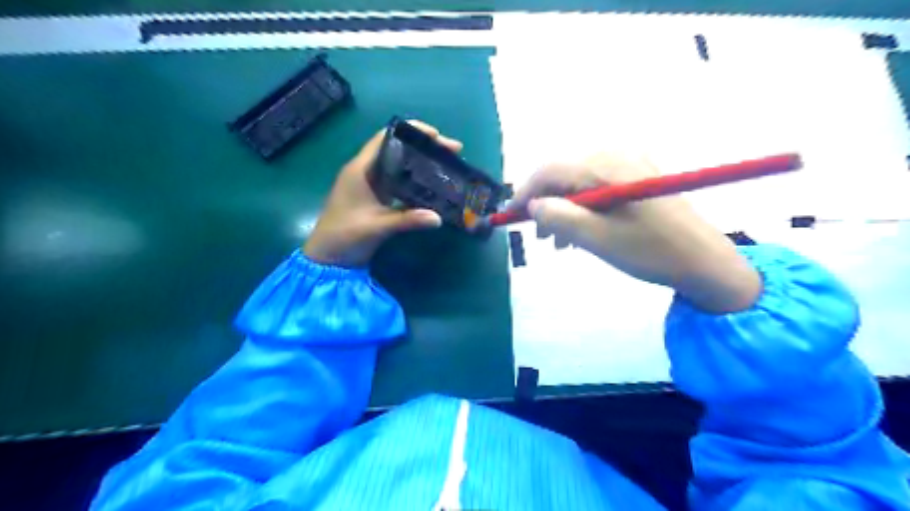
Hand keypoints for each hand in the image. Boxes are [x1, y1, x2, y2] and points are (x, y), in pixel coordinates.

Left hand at [302, 120, 463, 266]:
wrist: (327, 258)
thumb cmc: (345, 236)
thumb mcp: (377, 226)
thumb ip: (407, 220)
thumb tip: (438, 218)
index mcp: (361, 169)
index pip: (386, 138)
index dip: (411, 131)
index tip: (436, 135)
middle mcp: (366, 171)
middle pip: (397, 149)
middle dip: (424, 147)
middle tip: (451, 151)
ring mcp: (370, 185)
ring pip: (399, 165)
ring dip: (421, 162)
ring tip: (446, 164)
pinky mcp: (376, 198)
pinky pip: (398, 182)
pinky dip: (415, 180)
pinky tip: (432, 185)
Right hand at [510, 153, 761, 312]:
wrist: (704, 260)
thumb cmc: (650, 251)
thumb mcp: (597, 238)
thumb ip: (559, 218)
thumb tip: (533, 206)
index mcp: (606, 166)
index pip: (551, 170)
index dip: (525, 192)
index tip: (510, 216)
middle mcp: (616, 156)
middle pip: (563, 175)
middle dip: (545, 204)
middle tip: (537, 236)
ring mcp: (629, 165)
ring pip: (578, 183)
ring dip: (562, 209)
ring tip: (557, 242)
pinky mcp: (636, 177)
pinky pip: (596, 188)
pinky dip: (582, 209)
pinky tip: (580, 232)